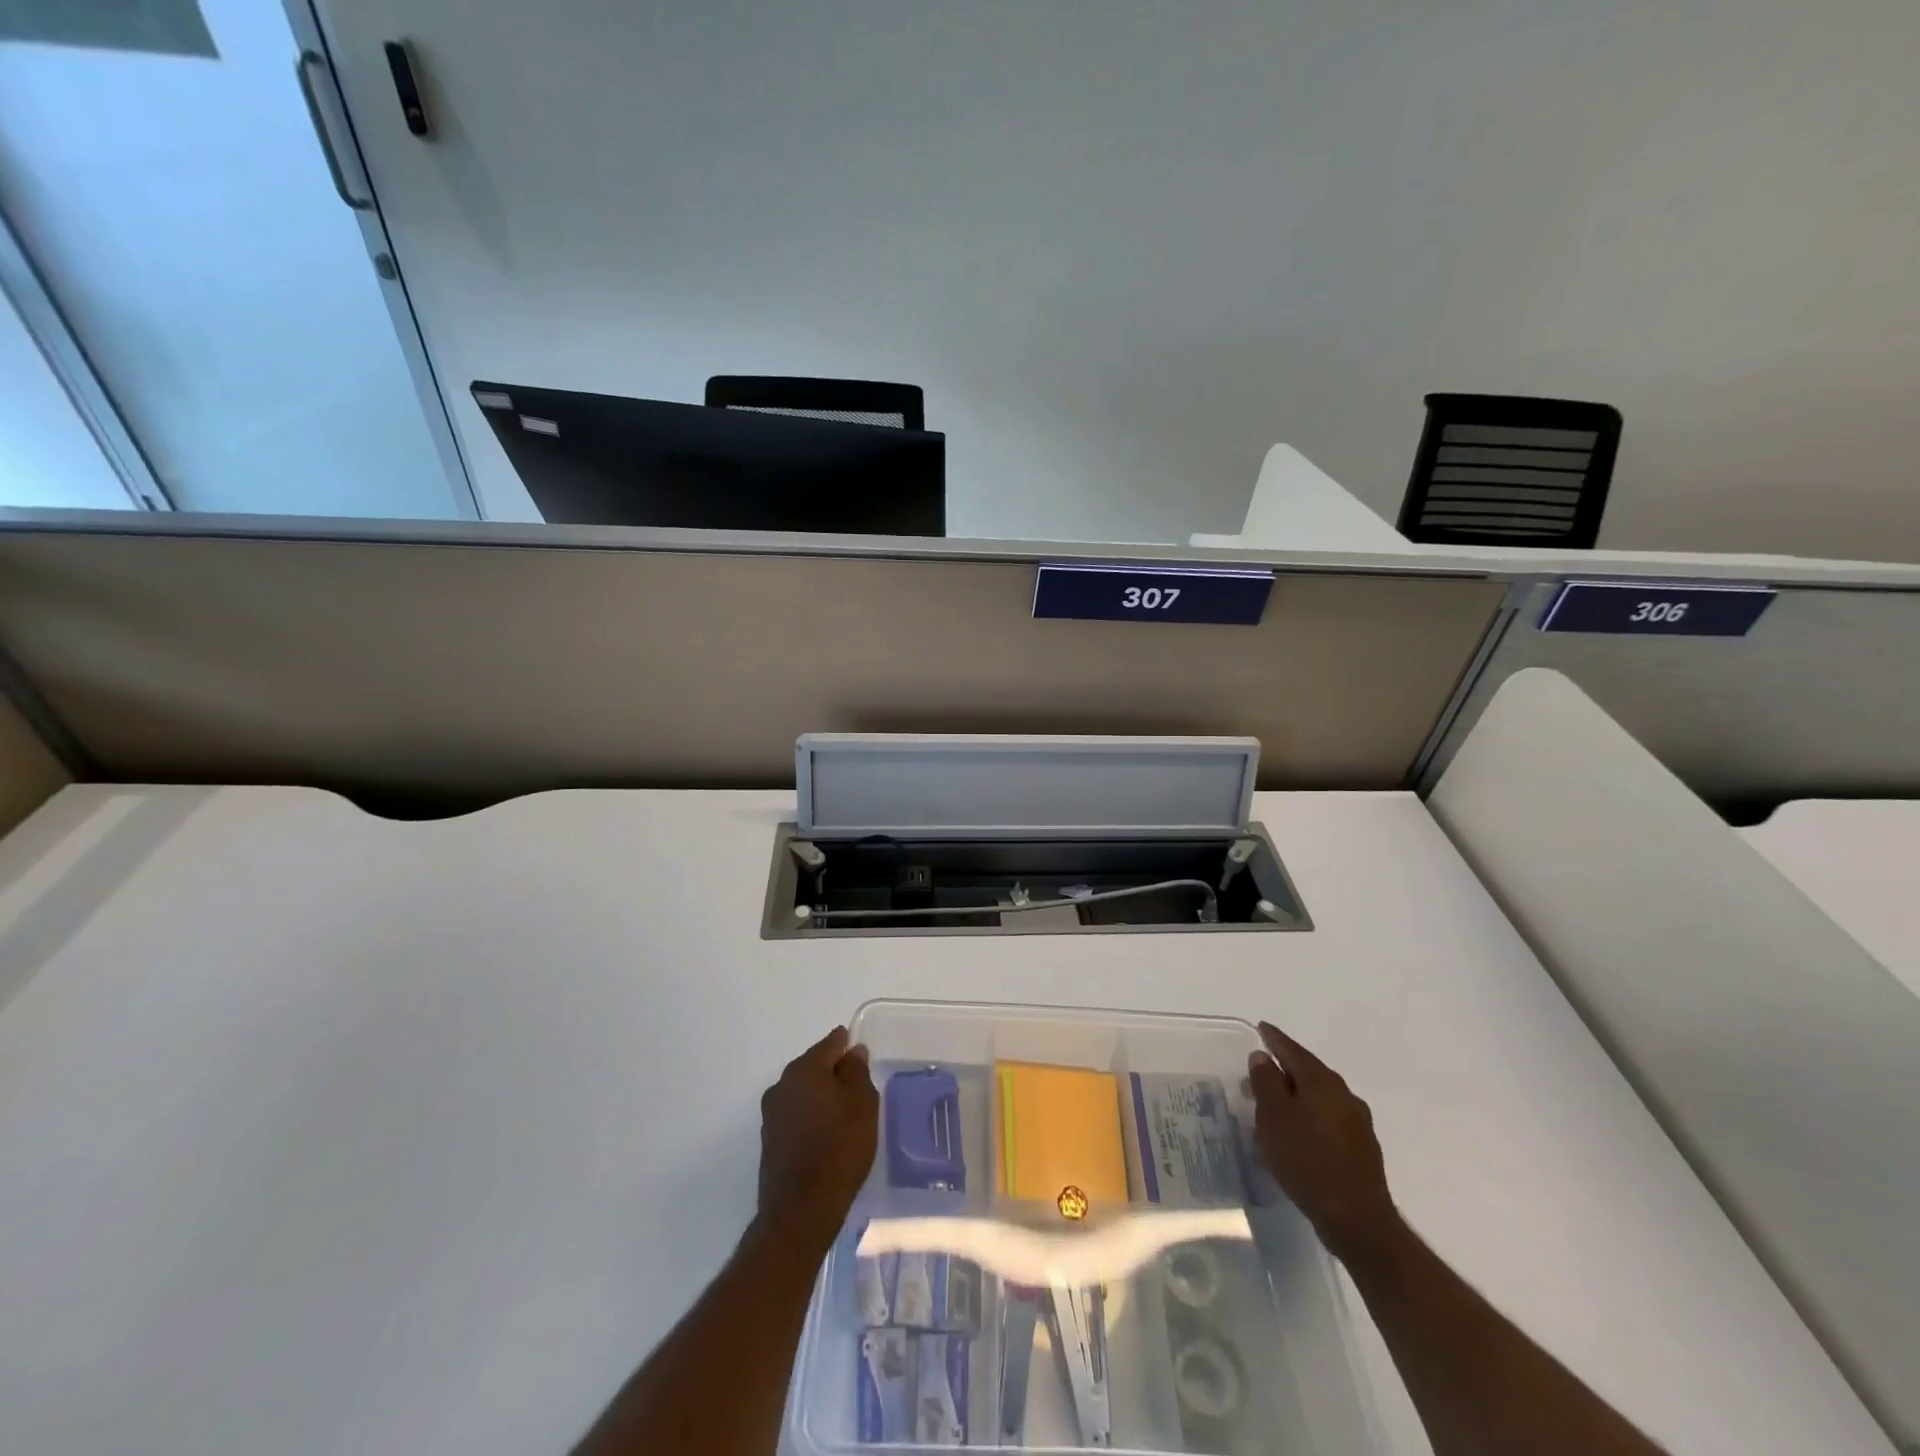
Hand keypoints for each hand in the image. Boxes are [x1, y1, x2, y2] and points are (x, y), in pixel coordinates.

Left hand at [757, 1026, 878, 1251]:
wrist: (800, 1211)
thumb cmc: (839, 1149)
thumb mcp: (862, 1105)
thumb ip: (857, 1072)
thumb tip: (852, 1052)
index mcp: (805, 1069)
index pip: (830, 1044)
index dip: (847, 1045)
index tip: (861, 1053)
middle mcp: (782, 1084)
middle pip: (814, 1066)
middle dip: (833, 1071)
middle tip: (858, 1085)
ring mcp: (771, 1113)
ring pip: (803, 1091)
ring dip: (821, 1095)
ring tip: (844, 1112)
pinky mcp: (770, 1140)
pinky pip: (795, 1114)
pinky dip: (811, 1116)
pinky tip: (826, 1133)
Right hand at [1247, 1021, 1397, 1260]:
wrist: (1357, 1219)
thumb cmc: (1307, 1160)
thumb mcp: (1274, 1117)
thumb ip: (1266, 1082)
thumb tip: (1263, 1057)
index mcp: (1322, 1081)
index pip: (1293, 1050)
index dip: (1274, 1039)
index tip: (1262, 1028)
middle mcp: (1344, 1095)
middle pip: (1308, 1074)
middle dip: (1282, 1072)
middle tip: (1257, 1075)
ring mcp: (1357, 1123)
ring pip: (1318, 1099)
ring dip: (1295, 1098)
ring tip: (1272, 1109)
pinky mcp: (1361, 1150)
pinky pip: (1327, 1121)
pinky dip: (1308, 1119)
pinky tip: (1296, 1136)